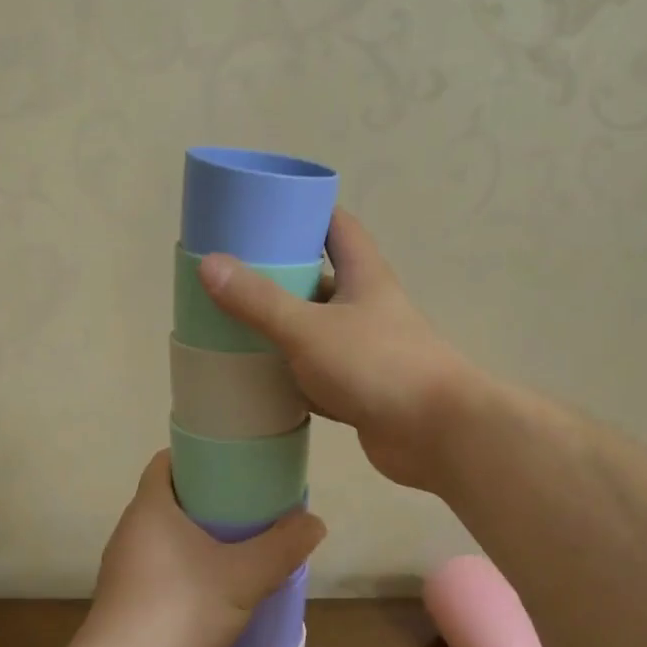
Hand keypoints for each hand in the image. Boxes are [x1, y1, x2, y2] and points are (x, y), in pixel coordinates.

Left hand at [77, 452, 324, 646]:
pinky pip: (164, 572)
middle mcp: (131, 532)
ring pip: (169, 539)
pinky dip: (191, 572)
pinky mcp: (129, 605)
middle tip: (252, 506)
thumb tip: (315, 522)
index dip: (199, 455)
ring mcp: (125, 571)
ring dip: (202, 541)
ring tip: (244, 547)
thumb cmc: (179, 611)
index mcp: (150, 508)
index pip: (167, 461)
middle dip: (210, 500)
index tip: (234, 463)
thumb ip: (282, 547)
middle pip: (172, 500)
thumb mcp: (243, 577)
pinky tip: (221, 591)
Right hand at [198, 208, 471, 491]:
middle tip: (231, 276)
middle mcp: (367, 308)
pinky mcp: (360, 391)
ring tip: (232, 327)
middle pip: (320, 280)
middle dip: (281, 276)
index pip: (338, 227)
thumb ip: (259, 300)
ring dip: (282, 330)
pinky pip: (317, 376)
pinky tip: (259, 381)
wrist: (438, 434)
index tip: (265, 212)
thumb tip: (209, 263)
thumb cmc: (378, 365)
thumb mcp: (309, 328)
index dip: (306, 213)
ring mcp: (365, 351)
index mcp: (363, 276)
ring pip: (316, 331)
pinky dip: (291, 377)